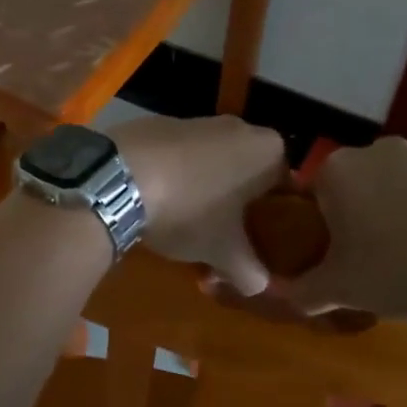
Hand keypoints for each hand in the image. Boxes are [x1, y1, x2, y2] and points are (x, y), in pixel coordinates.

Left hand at [111, 114, 285, 296]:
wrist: (118, 176)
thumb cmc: (189, 210)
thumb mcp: (225, 253)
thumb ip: (251, 273)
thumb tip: (258, 286)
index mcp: (269, 149)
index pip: (287, 187)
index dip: (275, 220)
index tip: (260, 244)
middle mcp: (239, 126)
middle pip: (248, 174)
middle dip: (238, 206)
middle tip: (225, 239)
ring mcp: (196, 120)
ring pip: (213, 163)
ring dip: (205, 191)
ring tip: (187, 224)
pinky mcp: (158, 123)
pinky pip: (179, 156)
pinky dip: (175, 175)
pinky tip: (157, 201)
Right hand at [279, 136, 406, 322]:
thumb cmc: (399, 271)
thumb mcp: (341, 291)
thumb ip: (304, 292)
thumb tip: (287, 295)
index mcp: (339, 171)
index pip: (315, 194)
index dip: (323, 226)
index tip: (337, 255)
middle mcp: (380, 150)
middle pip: (360, 183)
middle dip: (364, 212)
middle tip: (376, 257)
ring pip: (404, 181)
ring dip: (405, 207)